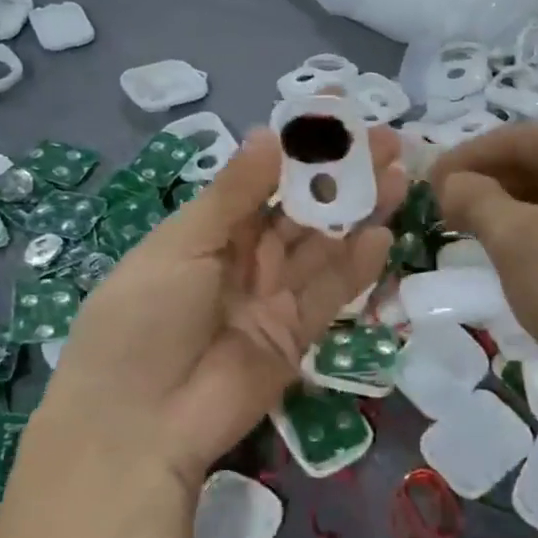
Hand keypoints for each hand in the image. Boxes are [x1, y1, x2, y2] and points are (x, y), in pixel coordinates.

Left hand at [43, 128, 404, 494]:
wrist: (139, 424)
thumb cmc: (144, 318)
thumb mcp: (182, 245)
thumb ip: (233, 194)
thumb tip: (270, 134)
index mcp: (209, 230)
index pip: (263, 179)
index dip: (301, 148)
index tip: (339, 114)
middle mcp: (245, 259)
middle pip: (302, 209)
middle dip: (342, 176)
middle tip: (389, 142)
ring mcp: (272, 298)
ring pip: (324, 247)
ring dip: (359, 212)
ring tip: (398, 176)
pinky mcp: (296, 336)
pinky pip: (331, 294)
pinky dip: (357, 266)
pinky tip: (383, 235)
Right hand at [430, 124, 537, 404]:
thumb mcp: (514, 240)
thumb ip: (474, 198)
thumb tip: (450, 182)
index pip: (520, 139)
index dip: (465, 158)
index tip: (427, 182)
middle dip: (489, 181)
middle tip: (443, 205)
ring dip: (511, 205)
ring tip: (470, 225)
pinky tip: (513, 245)